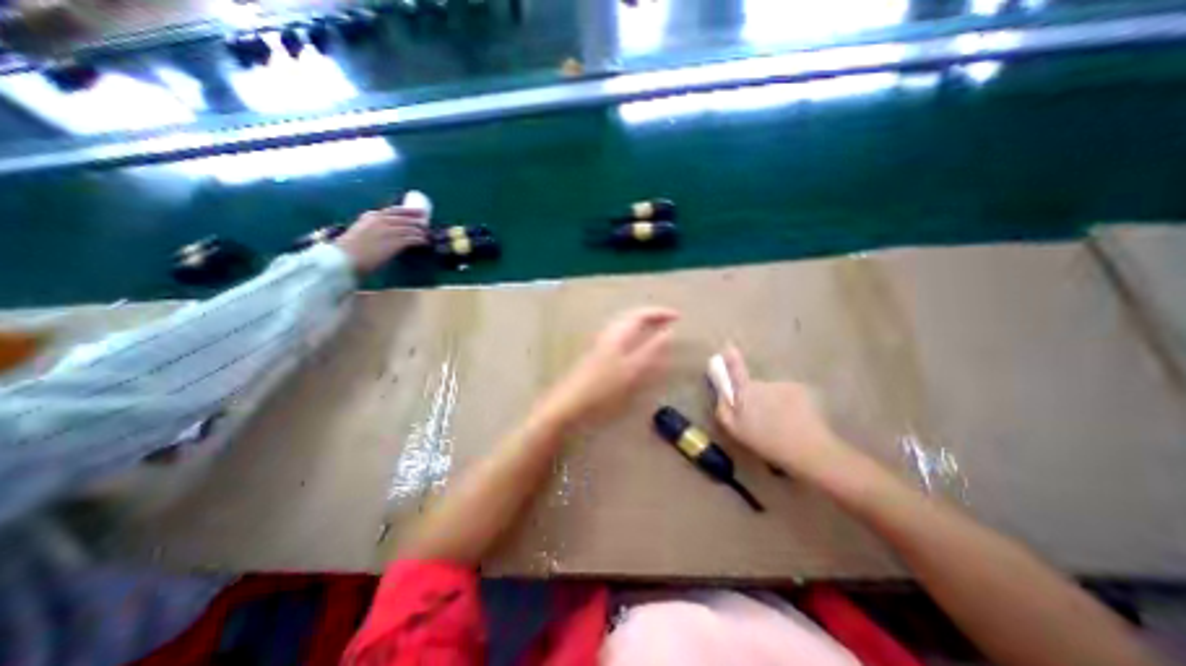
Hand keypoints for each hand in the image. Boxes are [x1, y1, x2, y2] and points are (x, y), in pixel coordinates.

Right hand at [330, 205, 429, 273]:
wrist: (345, 259)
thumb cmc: (349, 250)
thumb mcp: (360, 232)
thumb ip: (372, 229)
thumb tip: (387, 232)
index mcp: (370, 216)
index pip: (394, 210)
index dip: (409, 211)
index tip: (419, 212)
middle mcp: (380, 221)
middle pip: (405, 218)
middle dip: (418, 220)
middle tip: (427, 223)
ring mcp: (388, 231)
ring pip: (411, 228)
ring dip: (421, 232)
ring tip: (427, 235)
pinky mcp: (394, 242)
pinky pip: (412, 239)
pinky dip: (420, 240)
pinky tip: (425, 243)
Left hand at [540, 308, 675, 426]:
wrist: (569, 404)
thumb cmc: (603, 388)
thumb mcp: (633, 370)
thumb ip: (651, 350)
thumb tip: (669, 333)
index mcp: (618, 334)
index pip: (641, 314)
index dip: (660, 313)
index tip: (678, 317)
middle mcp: (608, 334)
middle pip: (631, 317)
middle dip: (650, 316)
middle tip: (668, 321)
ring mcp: (601, 345)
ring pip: (624, 327)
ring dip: (641, 325)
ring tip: (656, 331)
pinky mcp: (596, 357)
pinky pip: (620, 338)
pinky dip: (633, 337)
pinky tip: (636, 349)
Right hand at [713, 347, 852, 481]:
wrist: (809, 449)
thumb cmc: (766, 441)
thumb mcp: (735, 430)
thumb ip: (723, 409)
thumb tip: (722, 394)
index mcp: (746, 392)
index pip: (735, 369)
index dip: (731, 359)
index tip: (728, 348)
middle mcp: (764, 383)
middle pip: (755, 386)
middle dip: (755, 397)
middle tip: (760, 420)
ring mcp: (784, 385)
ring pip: (773, 392)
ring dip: (773, 403)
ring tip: (779, 425)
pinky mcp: (802, 391)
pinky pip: (789, 395)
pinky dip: (789, 405)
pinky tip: (793, 422)